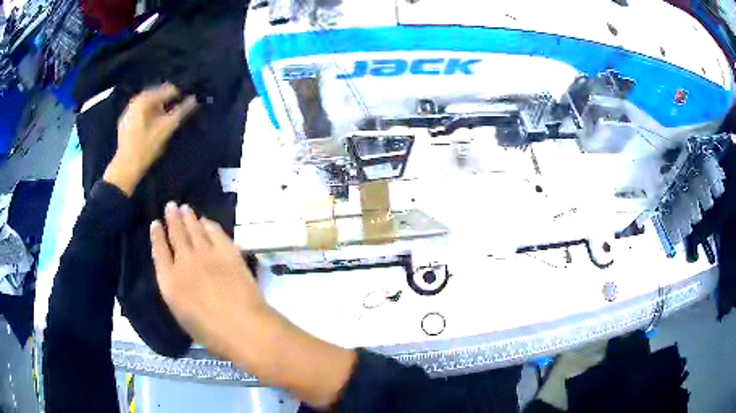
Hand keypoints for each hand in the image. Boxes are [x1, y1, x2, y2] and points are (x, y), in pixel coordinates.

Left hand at [103, 84, 197, 194]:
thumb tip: (194, 99)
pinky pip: (141, 111)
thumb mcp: (166, 129)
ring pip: (149, 103)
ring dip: (159, 108)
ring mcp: (128, 111)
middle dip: (168, 102)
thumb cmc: (146, 148)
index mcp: (144, 99)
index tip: (188, 105)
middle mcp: (135, 100)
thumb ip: (181, 112)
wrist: (125, 168)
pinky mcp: (125, 122)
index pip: (168, 89)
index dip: (180, 96)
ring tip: (166, 119)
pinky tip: (153, 125)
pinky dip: (150, 114)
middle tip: (177, 113)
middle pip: (157, 95)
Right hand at [150, 202, 266, 357]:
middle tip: (171, 205)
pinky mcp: (226, 250)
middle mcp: (183, 261)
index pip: (159, 252)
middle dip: (172, 218)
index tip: (155, 224)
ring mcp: (205, 253)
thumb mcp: (183, 315)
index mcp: (169, 282)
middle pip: (176, 234)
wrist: (242, 326)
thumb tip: (178, 279)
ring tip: (184, 208)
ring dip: (188, 217)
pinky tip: (206, 221)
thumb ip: (177, 293)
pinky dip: (209, 224)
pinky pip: (215, 231)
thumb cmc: (211, 333)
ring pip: (194, 229)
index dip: (156, 236)